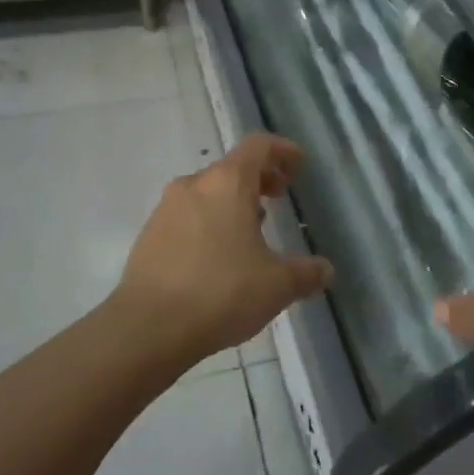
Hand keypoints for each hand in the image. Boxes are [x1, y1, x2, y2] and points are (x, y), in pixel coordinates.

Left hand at [116, 132, 332, 367]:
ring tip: (250, 231)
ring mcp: (166, 209)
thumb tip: (325, 270)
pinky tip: (218, 257)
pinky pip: (186, 216)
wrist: (147, 328)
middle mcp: (195, 185)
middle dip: (259, 179)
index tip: (297, 165)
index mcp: (228, 182)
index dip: (282, 150)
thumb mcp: (277, 286)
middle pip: (232, 168)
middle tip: (278, 197)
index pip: (259, 145)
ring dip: (232, 202)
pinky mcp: (149, 235)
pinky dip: (208, 223)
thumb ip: (306, 273)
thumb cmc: (221, 292)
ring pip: (207, 192)